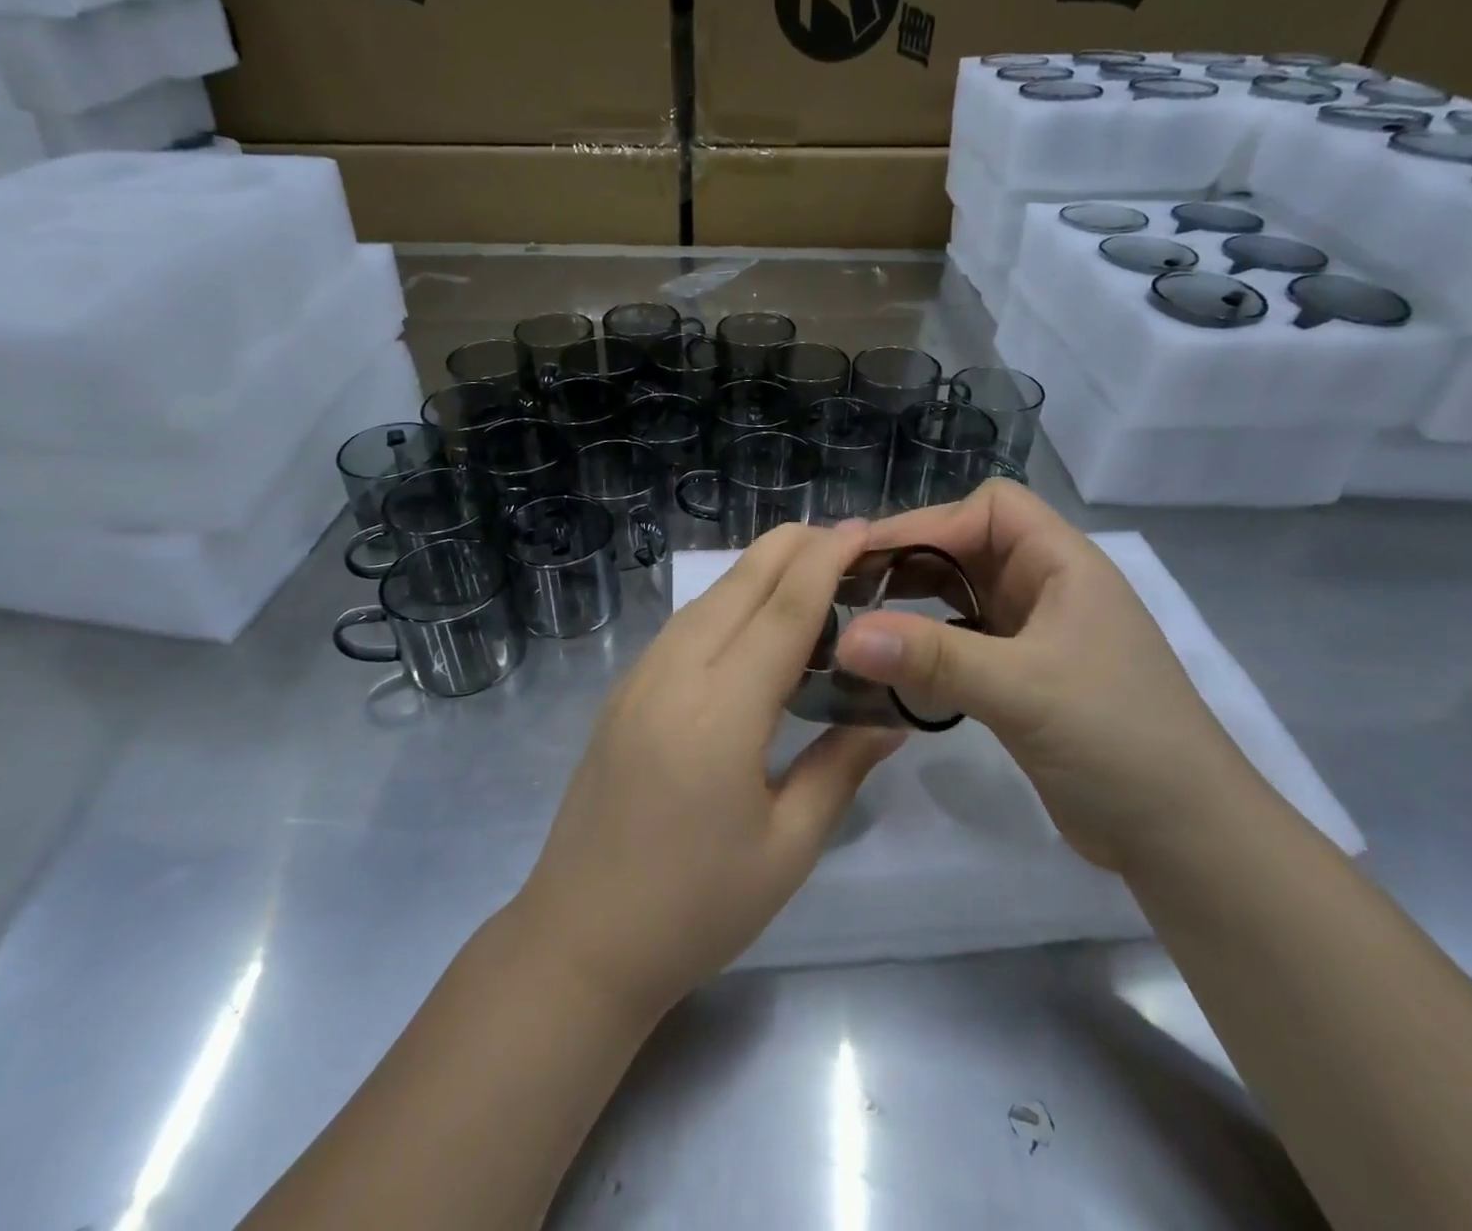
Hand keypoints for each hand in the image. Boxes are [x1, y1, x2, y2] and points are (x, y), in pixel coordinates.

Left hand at [514, 522, 903, 1016]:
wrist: (580, 940)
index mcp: (720, 711)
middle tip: (841, 538)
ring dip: (756, 573)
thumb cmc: (695, 908)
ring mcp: (638, 680)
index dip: (825, 562)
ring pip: (706, 601)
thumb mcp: (788, 846)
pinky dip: (724, 605)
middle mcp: (674, 675)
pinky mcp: (622, 694)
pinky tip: (748, 621)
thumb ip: (840, 766)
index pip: (784, 611)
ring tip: (805, 570)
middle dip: (790, 548)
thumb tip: (890, 717)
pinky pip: (682, 628)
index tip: (860, 530)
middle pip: (738, 586)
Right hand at [832, 481, 1264, 871]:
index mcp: (1063, 566)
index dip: (931, 521)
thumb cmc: (1119, 742)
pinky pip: (960, 642)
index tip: (870, 557)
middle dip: (909, 560)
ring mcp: (1033, 635)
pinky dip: (924, 645)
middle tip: (844, 588)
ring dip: (911, 603)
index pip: (990, 508)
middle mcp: (1047, 589)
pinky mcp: (1020, 677)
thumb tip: (845, 637)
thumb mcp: (1024, 690)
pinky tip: (889, 664)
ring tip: (855, 619)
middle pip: (967, 547)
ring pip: (959, 595)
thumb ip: (933, 659)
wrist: (1183, 839)